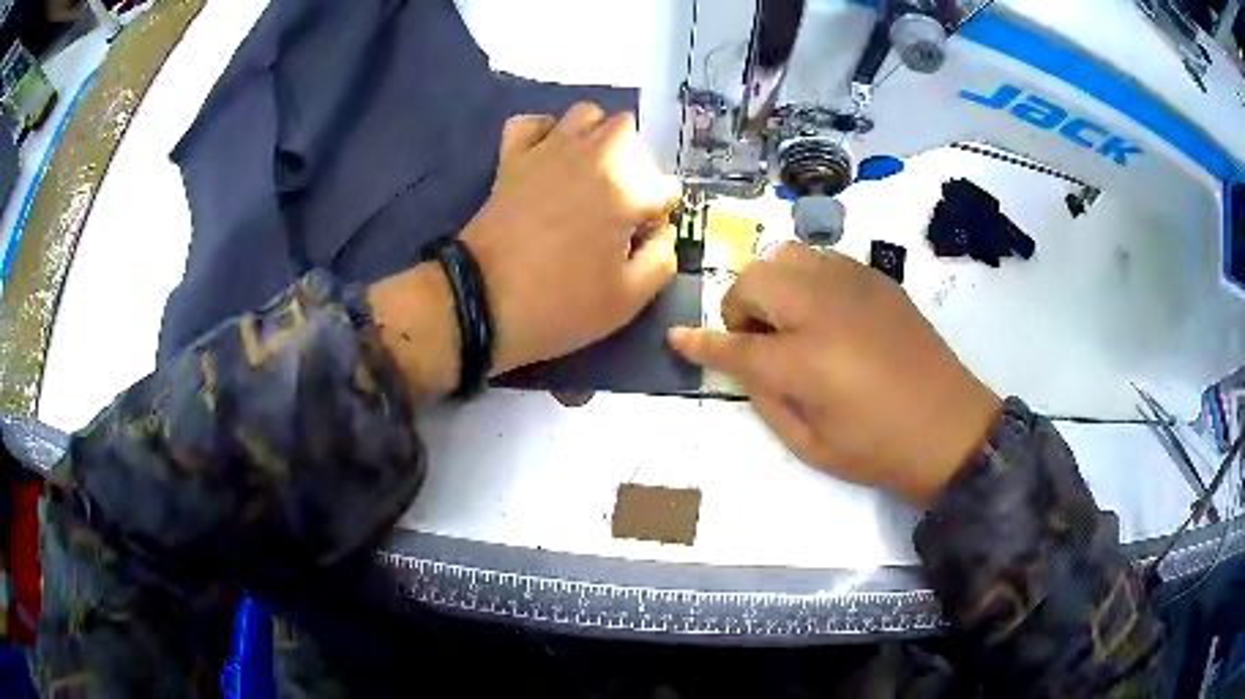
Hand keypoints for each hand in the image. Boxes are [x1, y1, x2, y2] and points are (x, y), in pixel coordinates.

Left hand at [368, 104, 678, 397]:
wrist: (482, 301)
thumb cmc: (561, 303)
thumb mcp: (628, 299)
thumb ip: (662, 259)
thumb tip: (662, 231)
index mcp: (627, 189)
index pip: (664, 187)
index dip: (657, 215)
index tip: (640, 239)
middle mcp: (594, 155)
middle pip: (630, 133)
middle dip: (633, 163)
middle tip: (619, 201)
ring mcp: (549, 150)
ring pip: (586, 113)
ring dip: (596, 135)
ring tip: (589, 171)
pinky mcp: (513, 157)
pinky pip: (530, 122)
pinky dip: (542, 132)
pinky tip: (547, 156)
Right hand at [668, 243, 1000, 504]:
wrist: (950, 426)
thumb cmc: (878, 449)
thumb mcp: (810, 445)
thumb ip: (767, 400)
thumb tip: (746, 366)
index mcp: (805, 360)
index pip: (734, 345)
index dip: (700, 344)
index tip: (677, 339)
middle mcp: (823, 309)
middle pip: (754, 280)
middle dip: (739, 307)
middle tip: (755, 340)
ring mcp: (852, 285)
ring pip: (786, 255)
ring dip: (771, 285)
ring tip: (787, 320)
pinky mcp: (875, 279)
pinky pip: (822, 258)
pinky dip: (805, 278)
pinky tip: (822, 310)